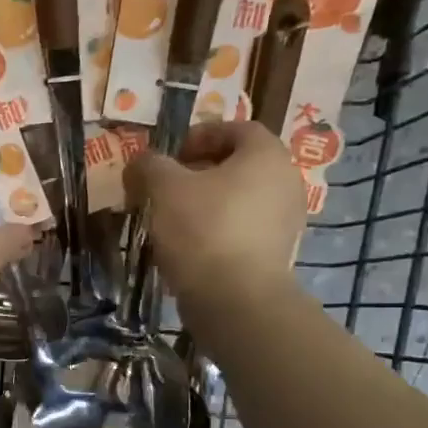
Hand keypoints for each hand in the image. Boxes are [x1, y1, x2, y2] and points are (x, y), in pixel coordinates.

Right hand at [124, 121, 304, 306]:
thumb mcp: (163, 188)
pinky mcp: (277, 253)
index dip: (201, 135)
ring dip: (208, 203)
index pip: (237, 129)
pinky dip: (218, 230)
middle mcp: (286, 181)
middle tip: (167, 187)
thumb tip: (141, 162)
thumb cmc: (202, 229)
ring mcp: (286, 220)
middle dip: (201, 172)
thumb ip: (150, 166)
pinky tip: (190, 247)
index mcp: (266, 155)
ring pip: (241, 199)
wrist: (235, 299)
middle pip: (240, 165)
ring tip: (173, 219)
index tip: (171, 155)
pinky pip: (244, 229)